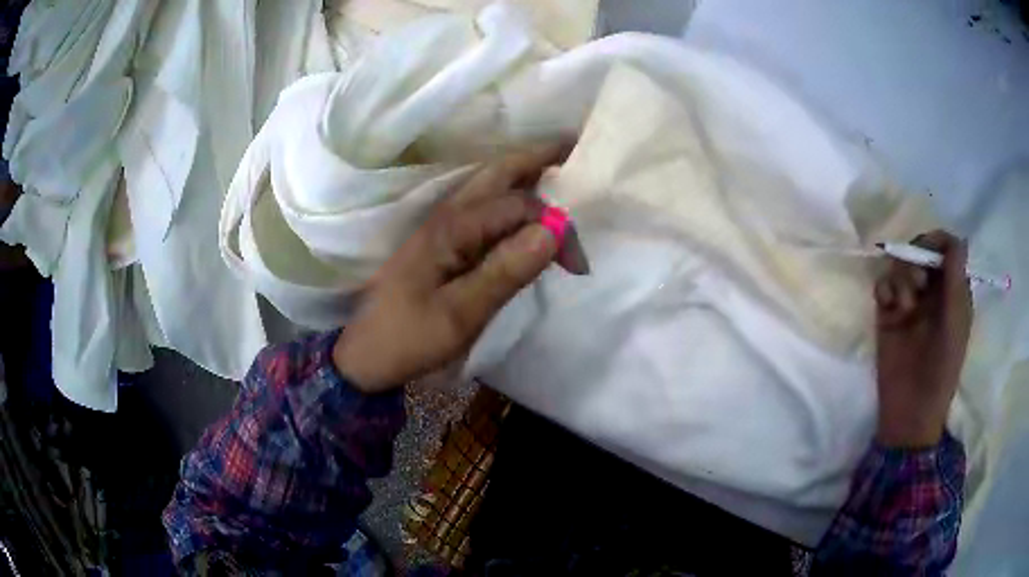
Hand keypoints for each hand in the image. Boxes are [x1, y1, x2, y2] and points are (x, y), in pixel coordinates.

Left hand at [333, 145, 573, 392]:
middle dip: (540, 158)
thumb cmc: (408, 337)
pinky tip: (527, 208)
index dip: (556, 226)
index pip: (519, 206)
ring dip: (526, 173)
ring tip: (561, 169)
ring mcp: (445, 225)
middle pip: (500, 172)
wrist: (365, 354)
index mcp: (453, 227)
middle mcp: (449, 214)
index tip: (578, 266)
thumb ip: (505, 271)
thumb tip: (553, 230)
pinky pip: (486, 206)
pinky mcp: (444, 241)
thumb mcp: (460, 314)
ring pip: (491, 185)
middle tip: (577, 149)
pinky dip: (513, 197)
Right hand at [874, 230, 973, 447]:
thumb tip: (958, 238)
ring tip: (903, 304)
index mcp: (952, 292)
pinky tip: (887, 305)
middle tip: (916, 283)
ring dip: (900, 276)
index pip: (945, 250)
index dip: (936, 242)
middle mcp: (932, 291)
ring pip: (900, 265)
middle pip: (920, 251)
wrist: (911, 409)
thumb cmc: (942, 368)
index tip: (927, 251)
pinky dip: (884, 288)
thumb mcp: (955, 322)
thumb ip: (956, 279)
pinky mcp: (888, 314)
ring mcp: (909, 303)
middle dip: (915, 258)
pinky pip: (883, 285)